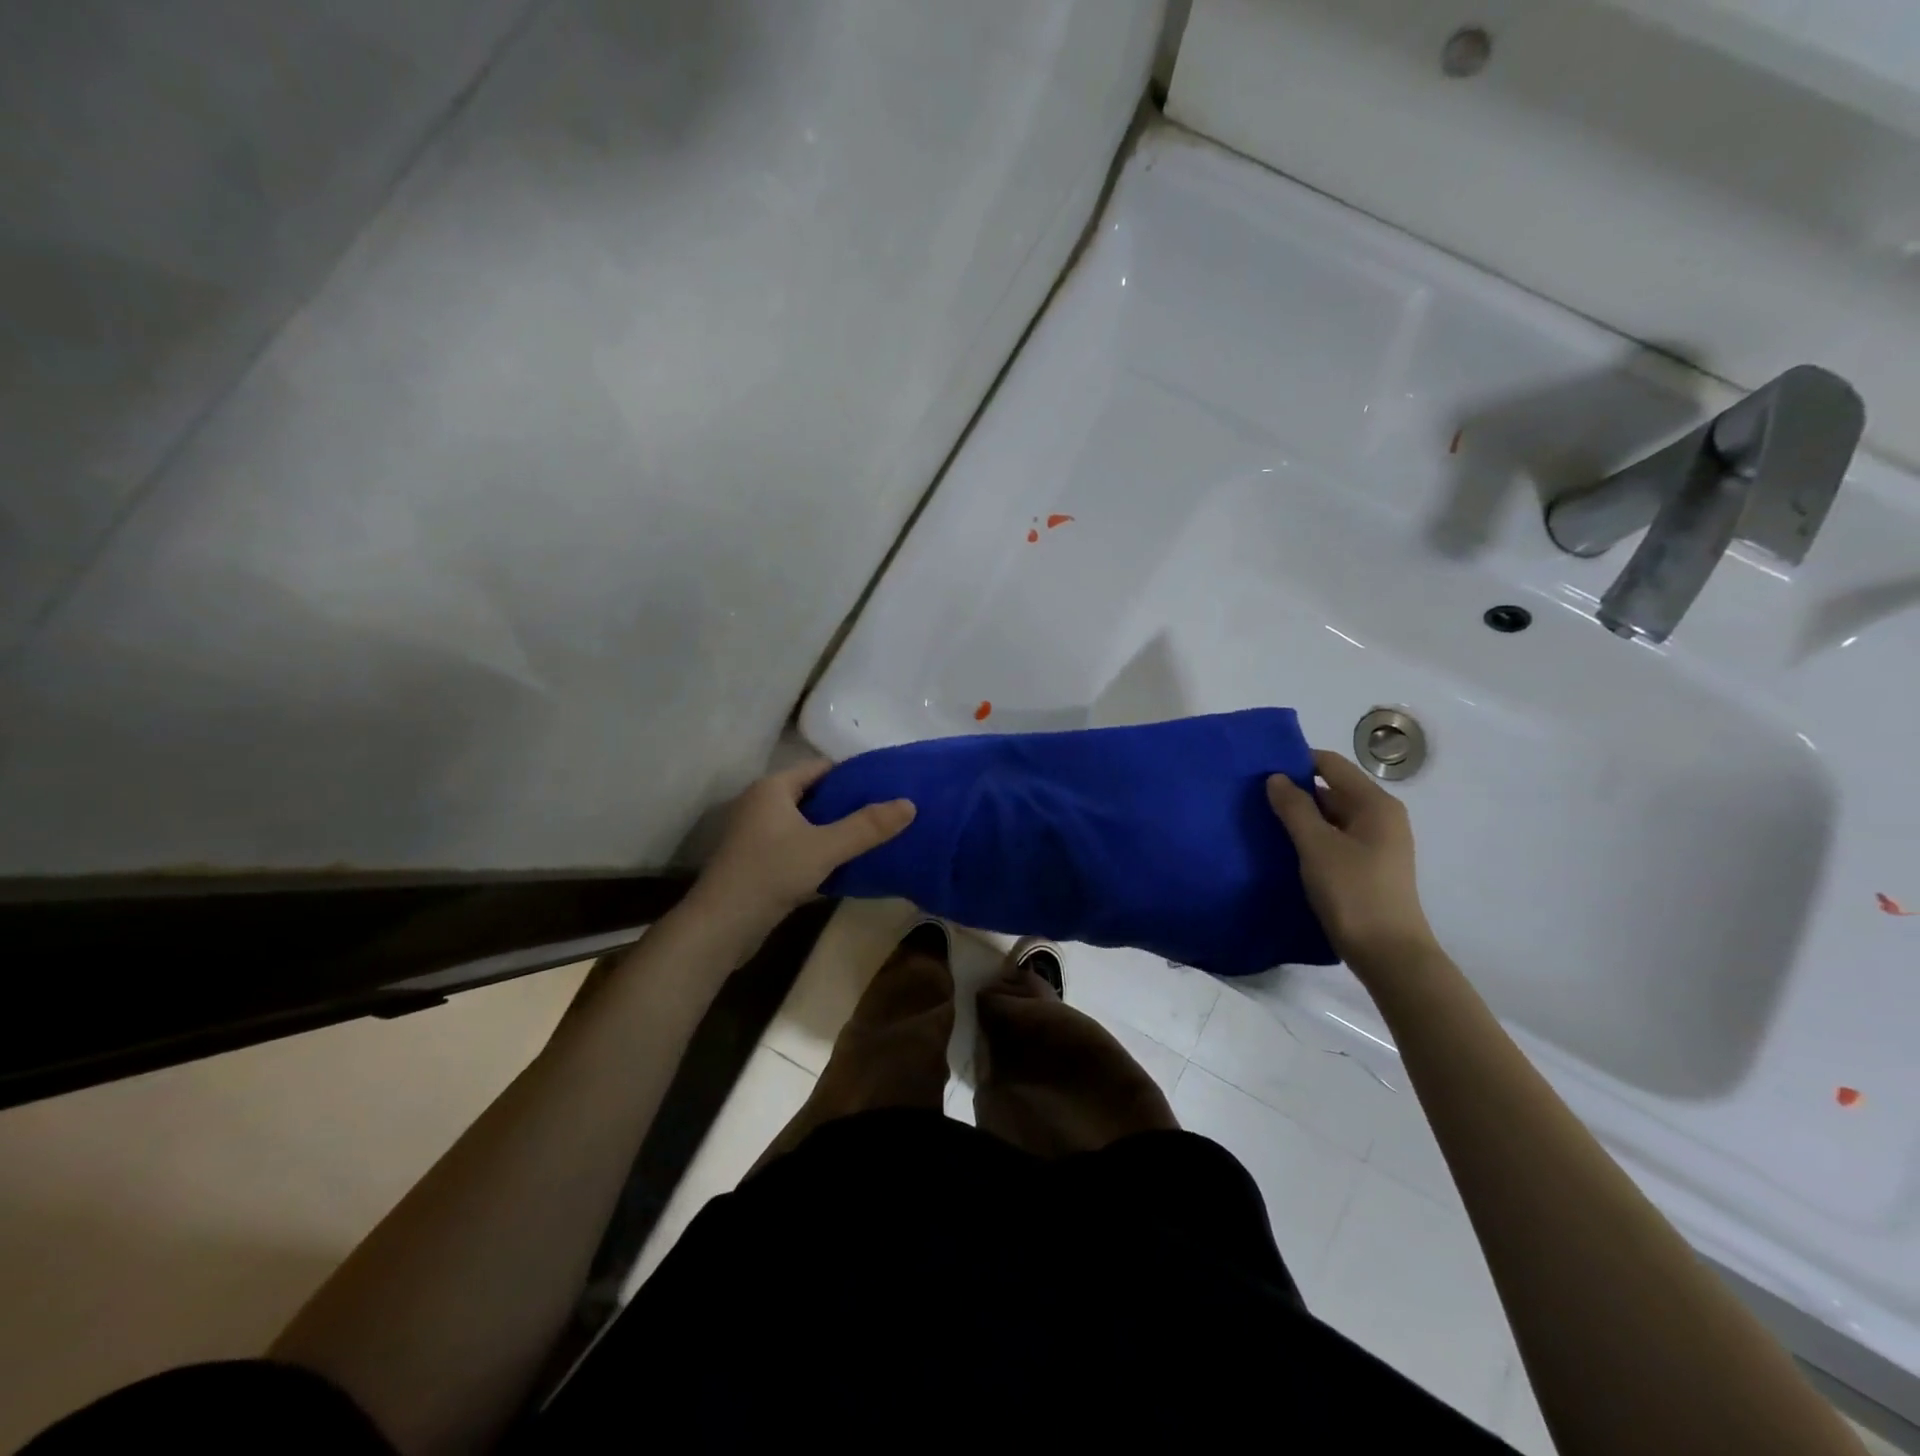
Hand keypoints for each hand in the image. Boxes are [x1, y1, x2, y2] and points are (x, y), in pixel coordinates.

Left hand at [691, 759, 914, 929]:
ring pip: (808, 824)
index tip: (888, 783)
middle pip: (815, 795)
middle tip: (888, 810)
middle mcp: (763, 804)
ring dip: (836, 830)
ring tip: (876, 835)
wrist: (721, 926)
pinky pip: (799, 847)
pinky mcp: (760, 862)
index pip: (821, 768)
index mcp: (773, 788)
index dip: (854, 774)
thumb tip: (909, 803)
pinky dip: (822, 851)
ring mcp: (759, 835)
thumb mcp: (825, 847)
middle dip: (849, 803)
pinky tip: (849, 863)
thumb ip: (867, 826)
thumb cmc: (770, 873)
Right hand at [1266, 749, 1438, 981]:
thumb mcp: (1316, 846)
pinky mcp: (1369, 865)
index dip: (1296, 762)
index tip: (1260, 771)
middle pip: (1332, 788)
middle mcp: (1381, 816)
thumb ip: (1294, 808)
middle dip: (1296, 790)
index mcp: (1374, 804)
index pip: (1330, 764)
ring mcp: (1378, 842)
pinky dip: (1312, 837)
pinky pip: (1336, 837)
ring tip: (1264, 821)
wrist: (1389, 954)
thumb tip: (1275, 777)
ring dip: (1302, 816)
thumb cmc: (1353, 893)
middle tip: (1254, 797)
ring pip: (1332, 815)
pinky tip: (1286, 848)